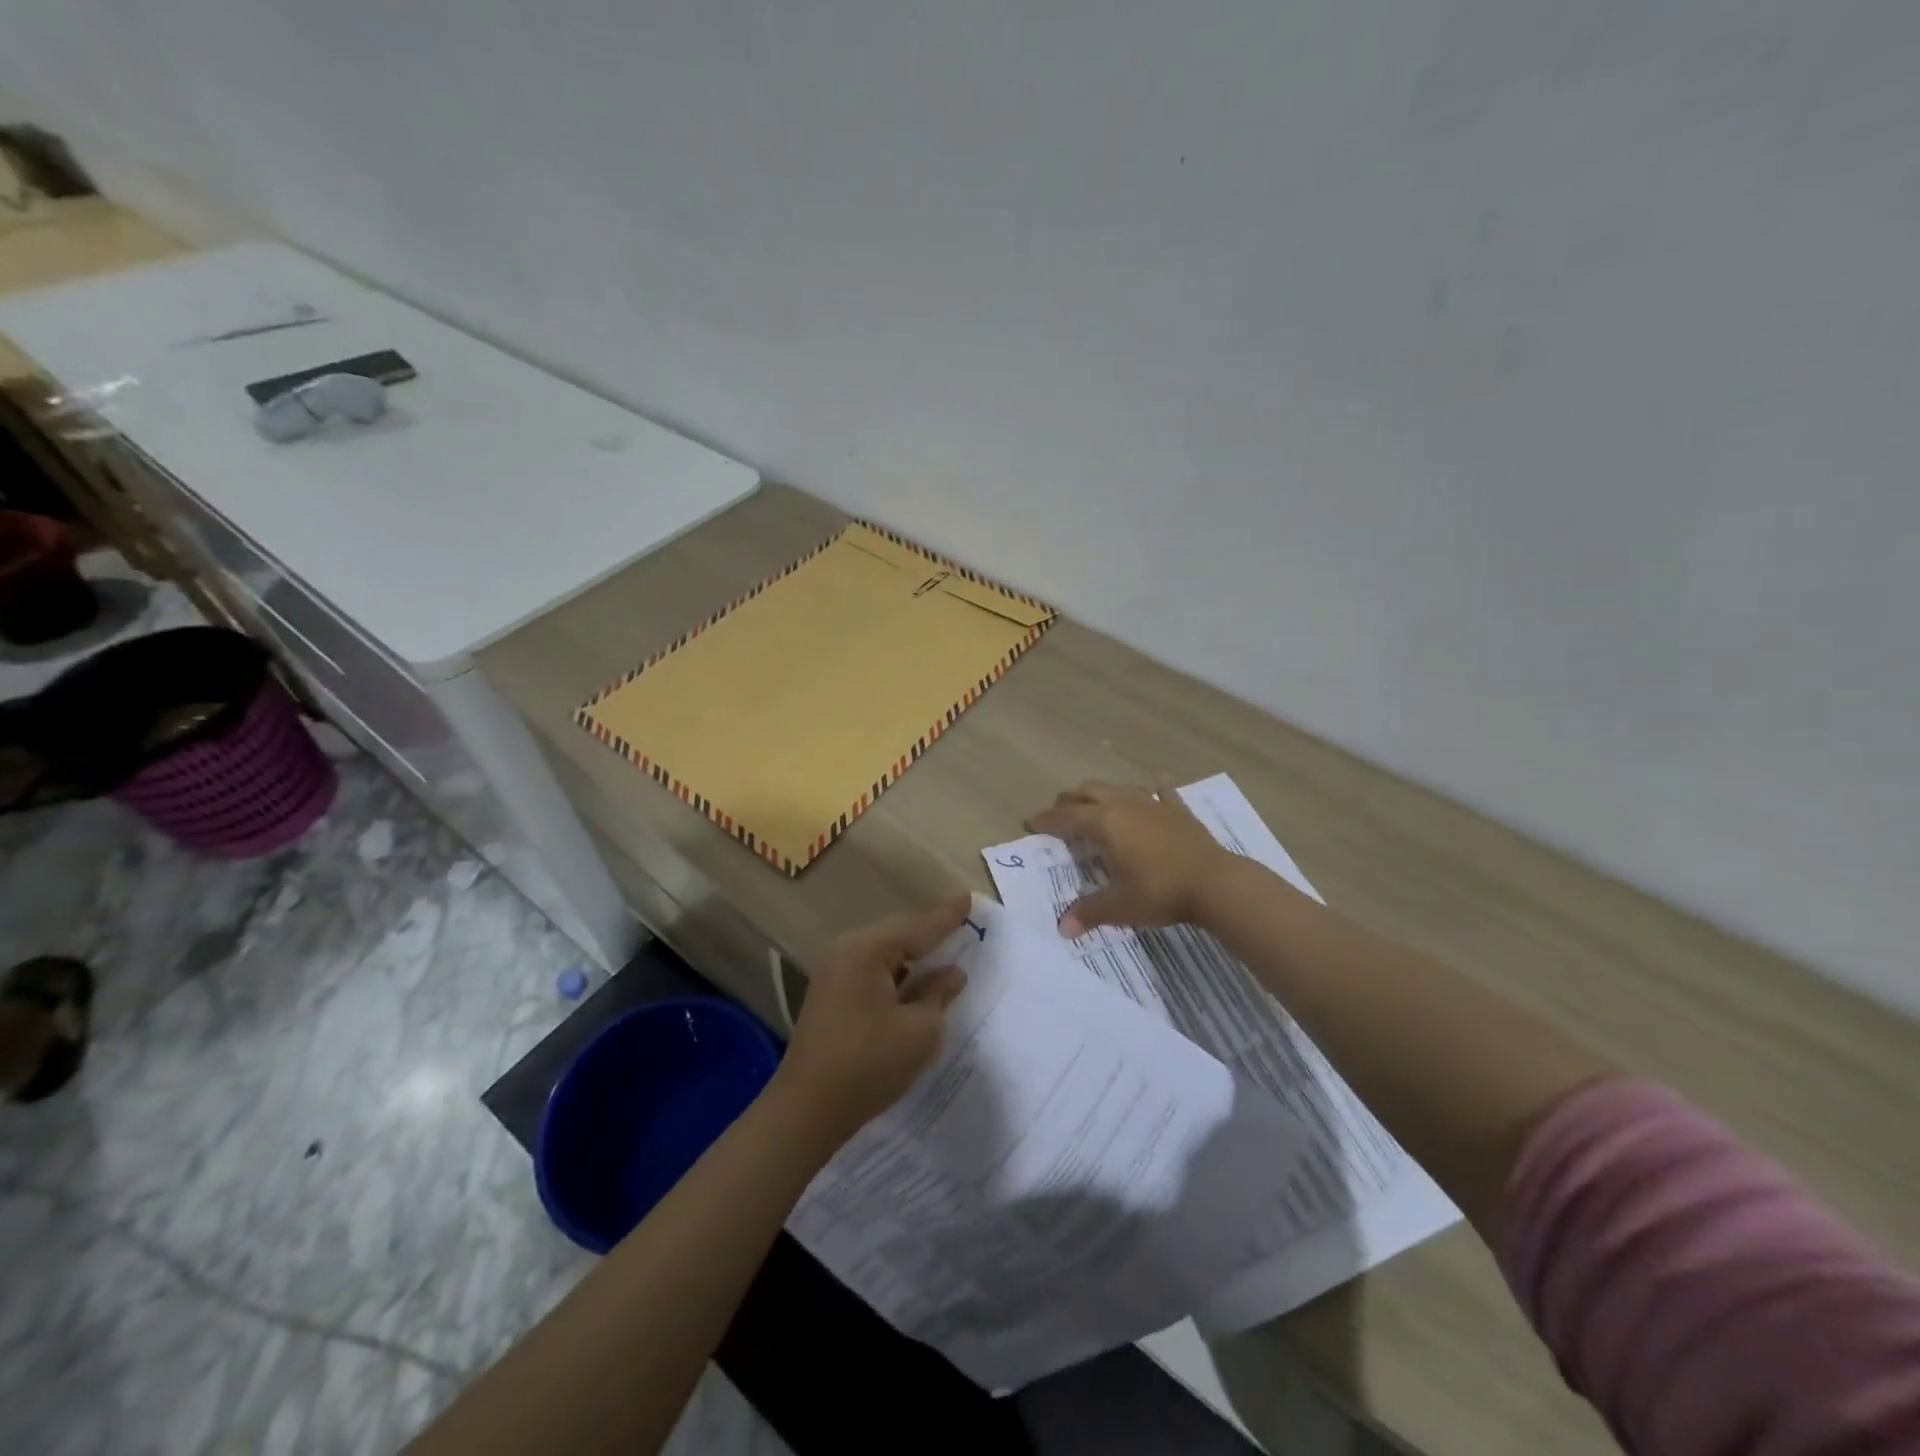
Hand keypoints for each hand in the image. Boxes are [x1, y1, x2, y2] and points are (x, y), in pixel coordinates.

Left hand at [774, 896, 971, 1141]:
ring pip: (884, 952)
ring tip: (946, 952)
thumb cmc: (869, 1065)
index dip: (947, 916)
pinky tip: (915, 982)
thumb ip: (938, 994)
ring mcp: (833, 972)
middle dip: (929, 933)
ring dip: (913, 956)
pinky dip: (896, 973)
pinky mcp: (830, 994)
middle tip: (962, 924)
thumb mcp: (919, 1031)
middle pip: (897, 934)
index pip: (917, 927)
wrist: (807, 1110)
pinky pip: (872, 970)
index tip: (969, 898)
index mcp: (866, 950)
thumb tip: (952, 974)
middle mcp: (846, 951)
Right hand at [1027, 781, 1236, 936]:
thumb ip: (1088, 913)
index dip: (1046, 820)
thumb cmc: (1159, 892)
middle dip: (1070, 800)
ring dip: (1102, 793)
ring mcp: (1153, 804)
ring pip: (1119, 787)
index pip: (1066, 818)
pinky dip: (1155, 787)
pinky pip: (1163, 791)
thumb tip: (1063, 929)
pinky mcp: (1179, 810)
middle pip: (1088, 792)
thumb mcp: (1119, 907)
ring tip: (1095, 803)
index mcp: (1104, 823)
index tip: (1031, 823)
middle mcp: (1124, 805)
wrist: (1215, 883)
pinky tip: (1156, 783)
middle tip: (1060, 812)